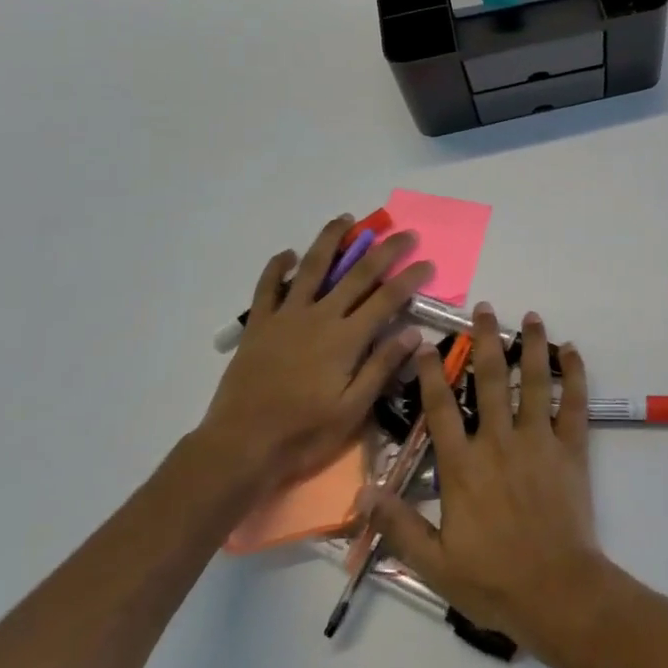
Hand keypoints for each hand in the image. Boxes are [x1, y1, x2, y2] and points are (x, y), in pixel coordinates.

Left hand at [194, 213, 434, 499]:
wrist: (240, 447)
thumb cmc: (303, 434)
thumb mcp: (352, 410)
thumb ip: (381, 367)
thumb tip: (413, 332)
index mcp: (346, 338)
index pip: (387, 298)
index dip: (410, 278)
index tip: (428, 262)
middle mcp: (319, 316)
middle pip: (357, 273)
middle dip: (385, 250)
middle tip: (405, 233)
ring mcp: (286, 317)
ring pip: (311, 267)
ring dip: (330, 240)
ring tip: (345, 220)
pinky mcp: (259, 325)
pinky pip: (267, 288)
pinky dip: (275, 267)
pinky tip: (286, 254)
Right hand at [367, 307, 614, 657]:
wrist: (556, 592)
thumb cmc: (492, 580)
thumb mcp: (434, 563)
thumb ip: (399, 524)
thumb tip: (364, 490)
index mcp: (463, 467)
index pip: (440, 409)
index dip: (430, 374)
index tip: (425, 344)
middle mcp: (499, 442)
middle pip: (490, 380)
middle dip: (485, 341)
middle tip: (483, 310)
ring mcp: (538, 441)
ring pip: (534, 381)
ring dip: (532, 345)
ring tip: (531, 316)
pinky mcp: (570, 448)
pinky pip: (574, 403)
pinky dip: (574, 374)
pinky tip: (571, 351)